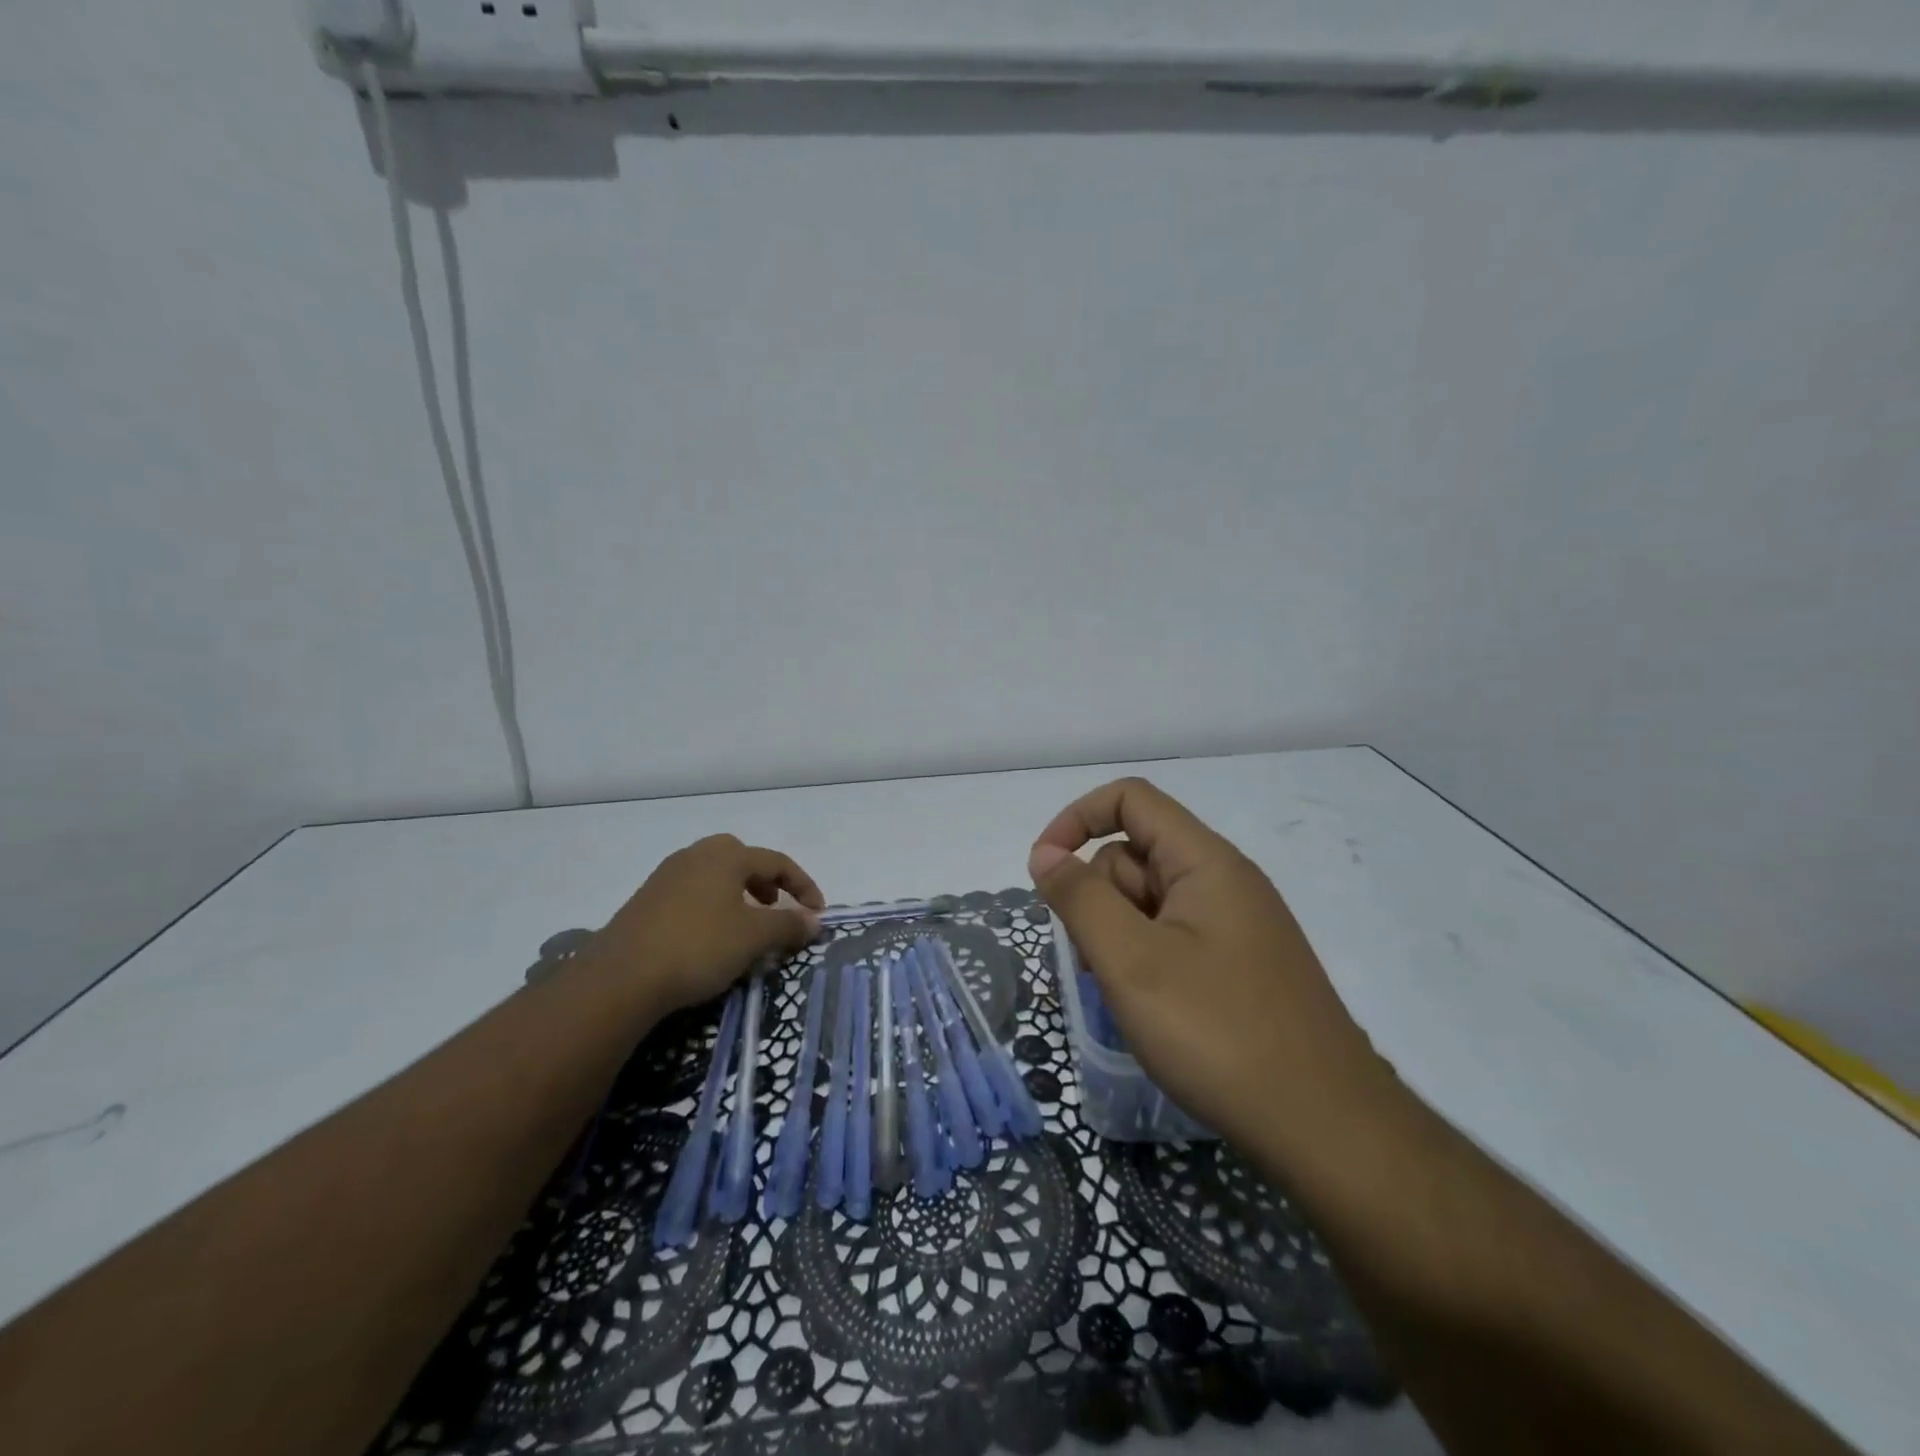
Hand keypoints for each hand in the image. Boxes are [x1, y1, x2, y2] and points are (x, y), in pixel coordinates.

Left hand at [593, 835, 824, 1014]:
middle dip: (765, 881)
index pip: (777, 862)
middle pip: (742, 858)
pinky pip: (692, 893)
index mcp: (726, 856)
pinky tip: (709, 937)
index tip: (817, 913)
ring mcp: (666, 876)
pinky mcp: (646, 901)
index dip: (803, 886)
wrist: (620, 977)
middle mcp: (695, 855)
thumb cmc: (698, 946)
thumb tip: (814, 920)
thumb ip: (788, 925)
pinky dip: (712, 906)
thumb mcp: (753, 938)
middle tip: (775, 907)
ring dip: (738, 894)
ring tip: (745, 925)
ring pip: (714, 876)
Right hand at [1028, 778, 1385, 1157]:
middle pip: (1136, 855)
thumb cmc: (1219, 1034)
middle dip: (1098, 897)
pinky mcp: (1240, 966)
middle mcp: (1224, 881)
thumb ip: (1080, 898)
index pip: (1130, 800)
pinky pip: (1174, 938)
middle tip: (1097, 963)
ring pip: (1150, 902)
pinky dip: (1145, 960)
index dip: (1077, 819)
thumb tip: (1045, 853)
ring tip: (1124, 995)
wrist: (1327, 1129)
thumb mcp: (1131, 961)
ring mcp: (1235, 926)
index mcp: (1205, 861)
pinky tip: (1150, 1010)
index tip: (1043, 870)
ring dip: (1118, 935)